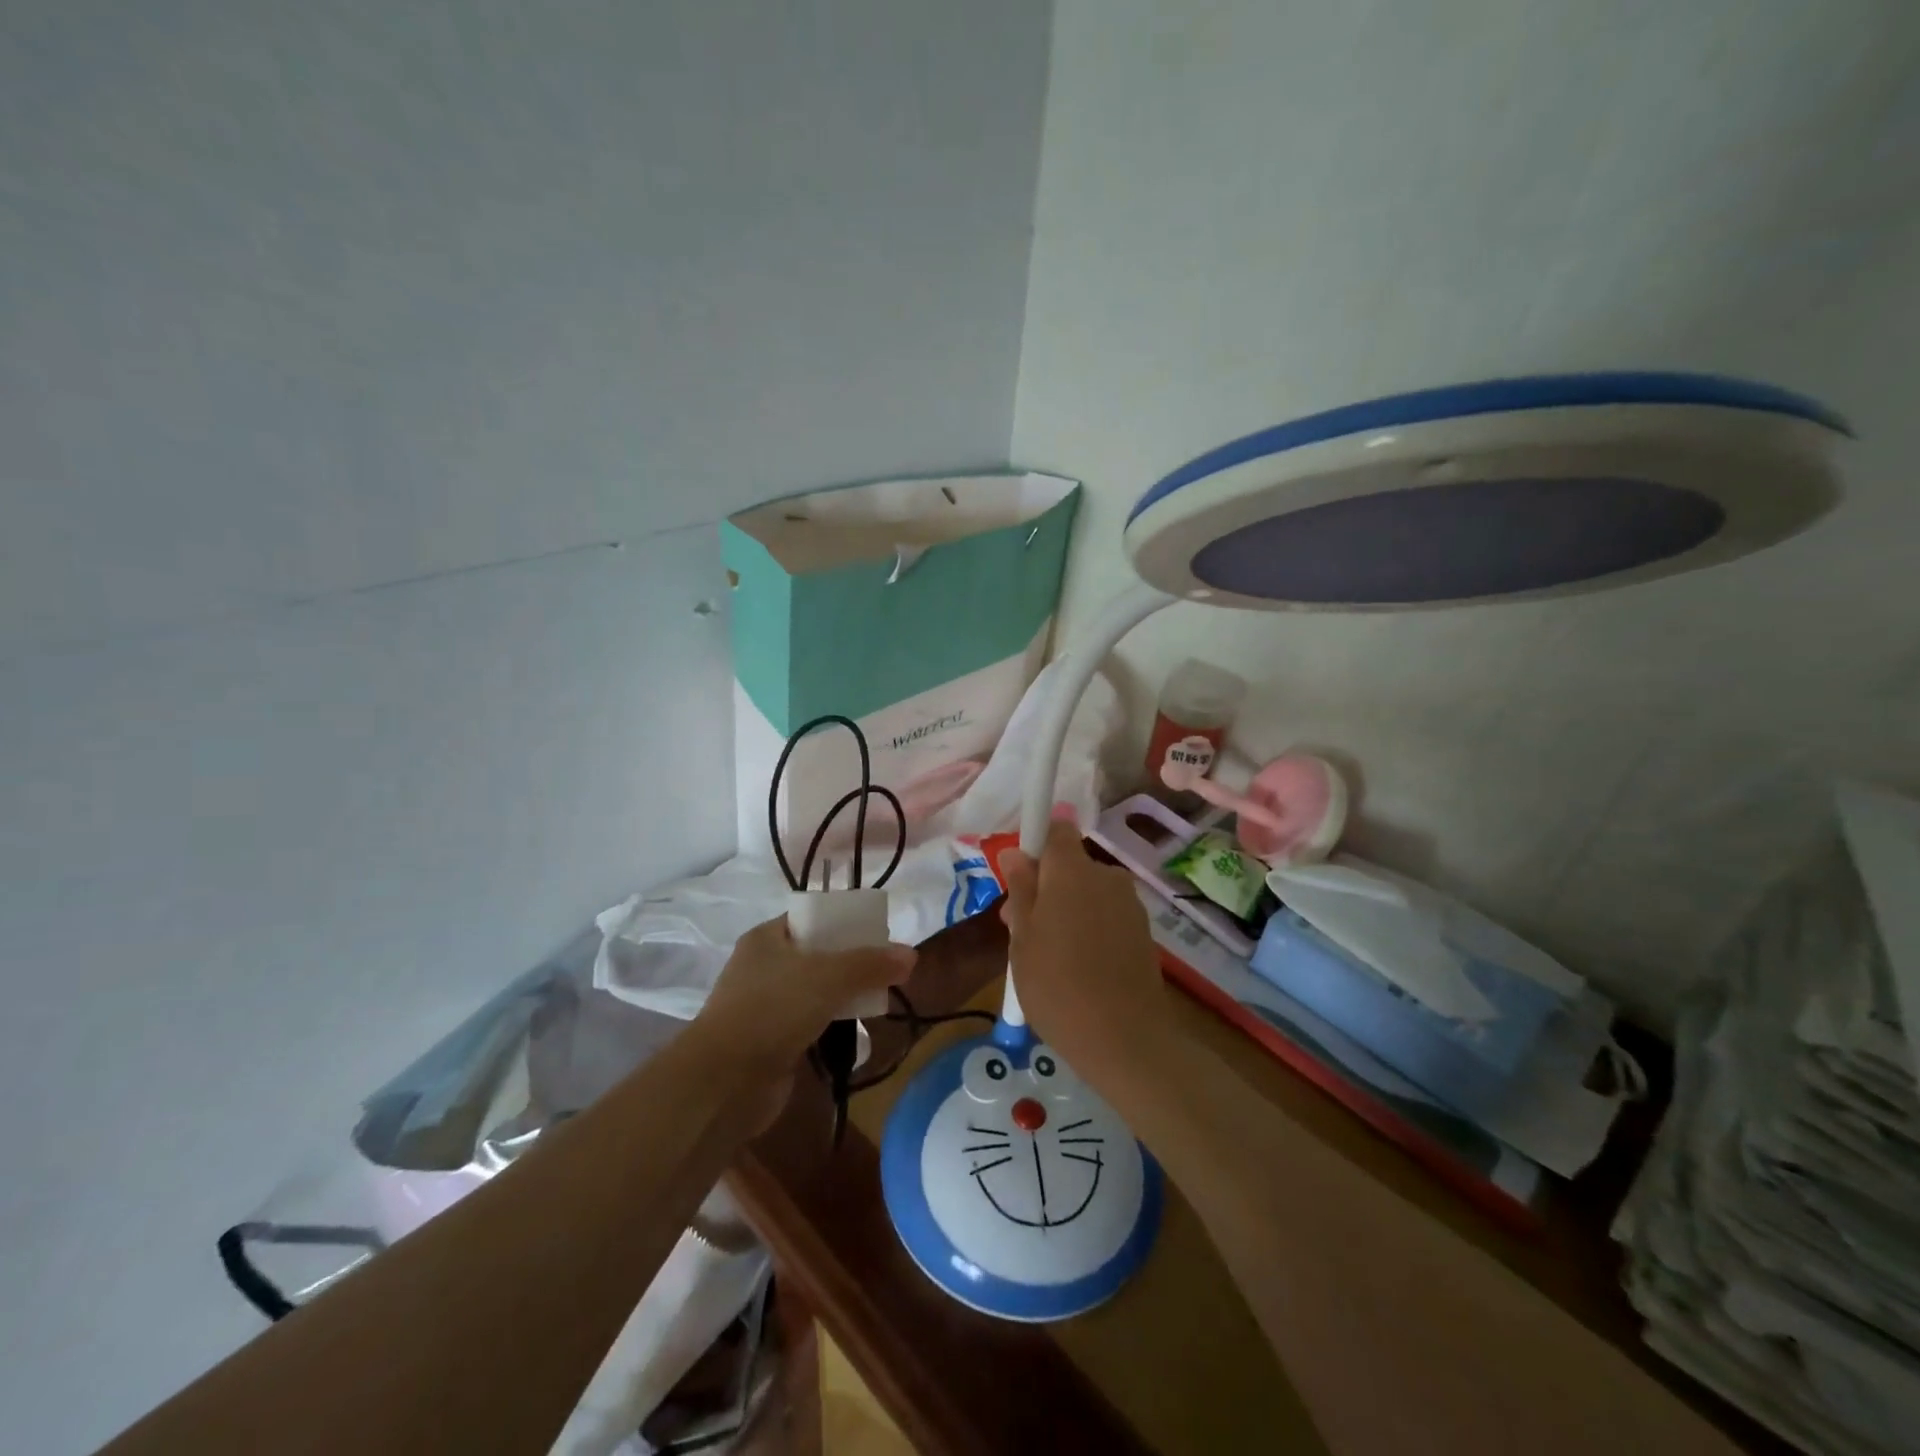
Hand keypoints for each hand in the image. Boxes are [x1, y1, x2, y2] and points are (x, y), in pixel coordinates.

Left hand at [697, 914, 916, 1070]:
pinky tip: (857, 1028)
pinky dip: (832, 1023)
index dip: (845, 922)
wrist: (724, 1082)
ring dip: (844, 994)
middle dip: (852, 961)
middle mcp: (764, 966)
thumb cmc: (773, 1010)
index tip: (879, 933)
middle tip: (886, 968)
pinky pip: (810, 1022)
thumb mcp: (828, 977)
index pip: (812, 918)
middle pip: (817, 954)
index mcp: (767, 938)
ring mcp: (765, 1005)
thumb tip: (912, 955)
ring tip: (880, 997)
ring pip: (815, 990)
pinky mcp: (771, 1041)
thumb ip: (871, 964)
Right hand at [1000, 820, 1172, 1081]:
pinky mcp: (1143, 931)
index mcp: (1072, 870)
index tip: (1018, 880)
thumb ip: (1020, 889)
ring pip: (1088, 892)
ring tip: (1048, 956)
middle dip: (1045, 887)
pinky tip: (1078, 967)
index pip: (1055, 830)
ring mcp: (1129, 904)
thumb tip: (1015, 851)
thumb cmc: (1057, 985)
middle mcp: (1106, 876)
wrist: (1124, 1039)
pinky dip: (1089, 928)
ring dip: (1067, 910)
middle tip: (1020, 930)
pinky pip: (1106, 915)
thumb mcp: (1022, 938)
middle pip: (1070, 865)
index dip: (1034, 846)